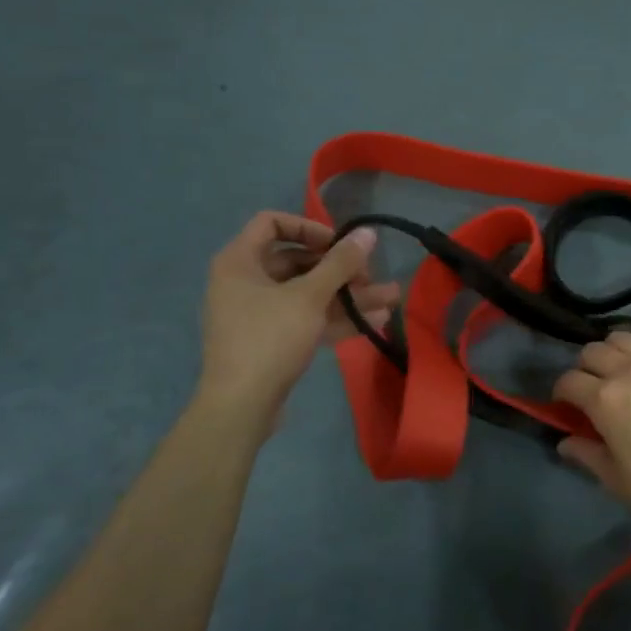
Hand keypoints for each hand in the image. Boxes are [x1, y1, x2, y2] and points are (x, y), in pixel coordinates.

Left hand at [196, 212, 398, 421]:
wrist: (240, 407)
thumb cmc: (269, 339)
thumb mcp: (309, 296)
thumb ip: (340, 263)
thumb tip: (367, 233)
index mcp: (239, 261)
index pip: (272, 223)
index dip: (309, 227)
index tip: (339, 243)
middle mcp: (245, 282)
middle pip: (297, 261)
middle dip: (340, 268)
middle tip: (370, 275)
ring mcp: (258, 313)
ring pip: (308, 294)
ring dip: (347, 295)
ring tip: (390, 299)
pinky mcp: (272, 341)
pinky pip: (306, 318)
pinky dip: (336, 318)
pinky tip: (375, 322)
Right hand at [551, 330, 630, 538]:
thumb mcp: (620, 482)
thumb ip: (588, 455)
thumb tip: (565, 441)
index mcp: (604, 400)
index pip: (568, 381)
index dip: (561, 393)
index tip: (566, 407)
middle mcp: (627, 370)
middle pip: (591, 351)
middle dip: (584, 369)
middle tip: (593, 390)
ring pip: (621, 337)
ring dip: (612, 352)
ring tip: (620, 372)